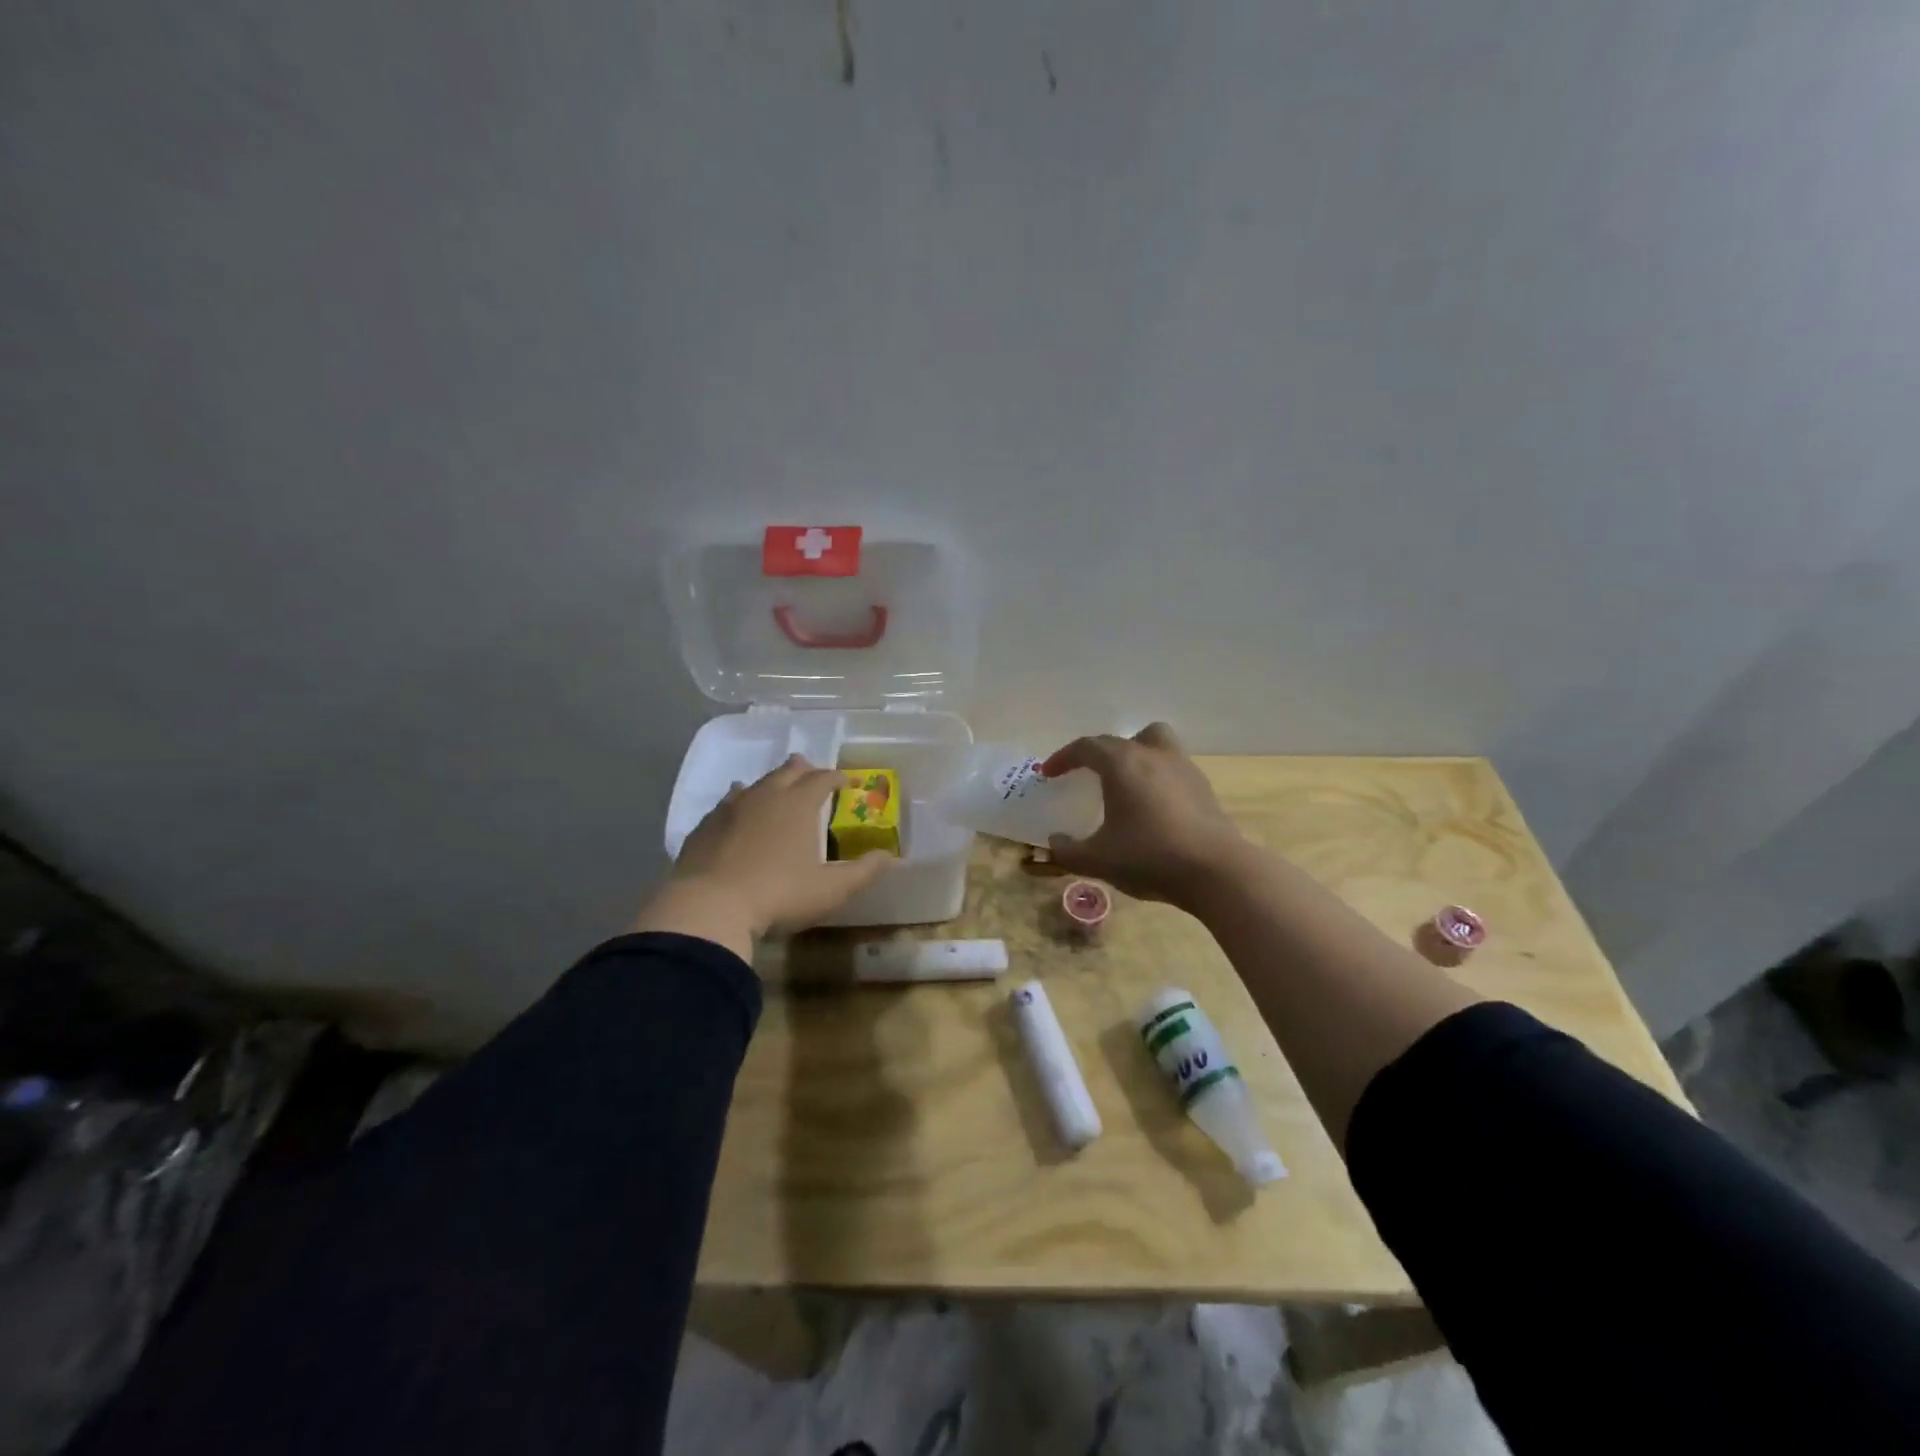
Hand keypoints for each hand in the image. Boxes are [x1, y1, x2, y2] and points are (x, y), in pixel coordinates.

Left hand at [635, 755, 893, 955]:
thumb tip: (890, 857)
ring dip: (770, 782)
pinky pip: (726, 803)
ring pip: (755, 783)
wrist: (709, 907)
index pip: (822, 779)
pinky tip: (734, 808)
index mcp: (799, 805)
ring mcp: (731, 809)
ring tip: (776, 786)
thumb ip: (863, 872)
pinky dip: (738, 800)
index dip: (836, 778)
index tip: (846, 782)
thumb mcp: (831, 889)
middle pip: (787, 772)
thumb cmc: (779, 895)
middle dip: (803, 769)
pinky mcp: (705, 826)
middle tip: (811, 772)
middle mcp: (766, 796)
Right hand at [1041, 723, 1244, 906]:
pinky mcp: (1204, 788)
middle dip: (1100, 753)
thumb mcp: (1097, 860)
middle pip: (1123, 739)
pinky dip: (1157, 778)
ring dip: (1136, 756)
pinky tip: (1153, 808)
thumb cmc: (1149, 857)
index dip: (1063, 757)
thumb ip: (1067, 851)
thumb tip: (1055, 842)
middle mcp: (1153, 755)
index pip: (1086, 747)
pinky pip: (1173, 769)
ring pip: (1156, 743)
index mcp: (1122, 763)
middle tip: (1089, 775)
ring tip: (1125, 785)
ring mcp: (1183, 768)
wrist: (1216, 871)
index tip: (1050, 773)